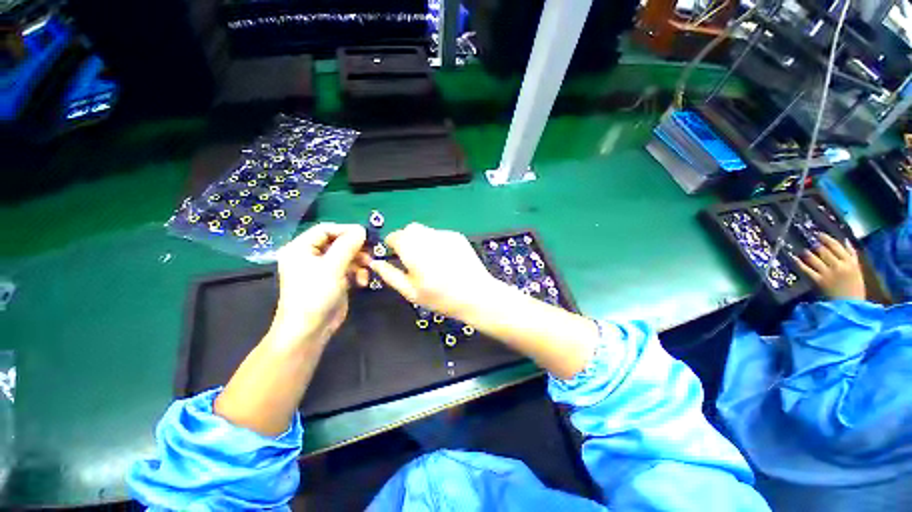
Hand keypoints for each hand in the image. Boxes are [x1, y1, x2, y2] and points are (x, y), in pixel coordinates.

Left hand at [271, 223, 367, 344]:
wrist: (310, 330)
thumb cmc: (315, 295)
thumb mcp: (332, 267)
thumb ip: (348, 245)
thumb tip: (362, 229)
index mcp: (301, 248)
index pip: (325, 229)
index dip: (345, 230)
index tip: (365, 234)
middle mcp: (310, 256)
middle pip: (338, 242)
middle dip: (356, 248)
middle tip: (371, 251)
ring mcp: (323, 268)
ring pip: (346, 255)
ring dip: (359, 261)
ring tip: (368, 268)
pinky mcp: (334, 279)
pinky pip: (349, 268)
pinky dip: (358, 272)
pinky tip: (362, 282)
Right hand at [368, 223, 497, 319]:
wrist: (476, 295)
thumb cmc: (440, 297)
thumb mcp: (411, 291)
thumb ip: (390, 275)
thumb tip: (375, 263)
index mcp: (412, 249)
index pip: (394, 236)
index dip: (392, 245)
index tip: (396, 257)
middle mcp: (427, 236)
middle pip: (410, 229)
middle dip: (407, 240)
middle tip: (413, 259)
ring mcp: (444, 234)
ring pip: (425, 230)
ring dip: (421, 240)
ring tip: (431, 260)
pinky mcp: (457, 236)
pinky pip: (439, 234)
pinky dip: (436, 242)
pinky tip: (445, 258)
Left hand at [792, 233, 865, 299]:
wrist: (851, 306)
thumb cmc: (854, 288)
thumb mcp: (857, 270)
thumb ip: (851, 255)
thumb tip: (845, 240)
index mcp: (850, 262)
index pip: (836, 246)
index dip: (826, 238)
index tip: (818, 234)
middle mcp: (839, 265)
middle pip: (824, 251)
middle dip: (816, 246)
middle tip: (809, 241)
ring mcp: (828, 273)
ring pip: (815, 258)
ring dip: (807, 253)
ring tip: (804, 251)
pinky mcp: (819, 281)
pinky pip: (807, 269)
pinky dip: (799, 263)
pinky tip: (793, 258)